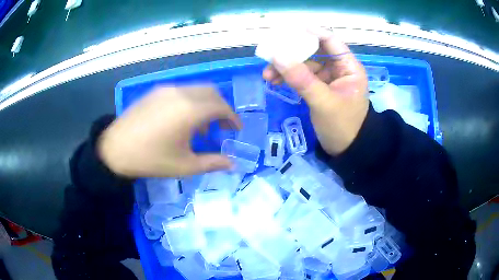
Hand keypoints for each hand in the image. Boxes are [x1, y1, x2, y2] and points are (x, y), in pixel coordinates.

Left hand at [98, 86, 240, 177]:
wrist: (115, 149)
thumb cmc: (151, 159)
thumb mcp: (184, 166)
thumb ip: (212, 163)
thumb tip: (232, 164)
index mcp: (190, 110)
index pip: (221, 106)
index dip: (233, 117)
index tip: (236, 129)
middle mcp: (181, 93)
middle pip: (212, 93)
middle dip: (222, 108)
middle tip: (223, 126)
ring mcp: (167, 89)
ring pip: (197, 90)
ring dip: (206, 104)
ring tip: (202, 126)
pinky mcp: (156, 91)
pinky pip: (182, 91)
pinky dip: (191, 101)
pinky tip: (182, 119)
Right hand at [263, 28, 368, 154]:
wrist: (346, 151)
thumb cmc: (342, 126)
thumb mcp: (323, 101)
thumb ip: (301, 78)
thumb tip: (277, 56)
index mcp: (348, 66)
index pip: (330, 40)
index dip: (310, 32)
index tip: (287, 30)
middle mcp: (339, 68)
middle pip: (314, 51)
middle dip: (292, 53)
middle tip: (271, 53)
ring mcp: (328, 78)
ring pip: (305, 65)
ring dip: (286, 67)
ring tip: (266, 74)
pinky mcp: (319, 88)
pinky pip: (302, 77)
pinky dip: (289, 78)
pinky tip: (273, 81)